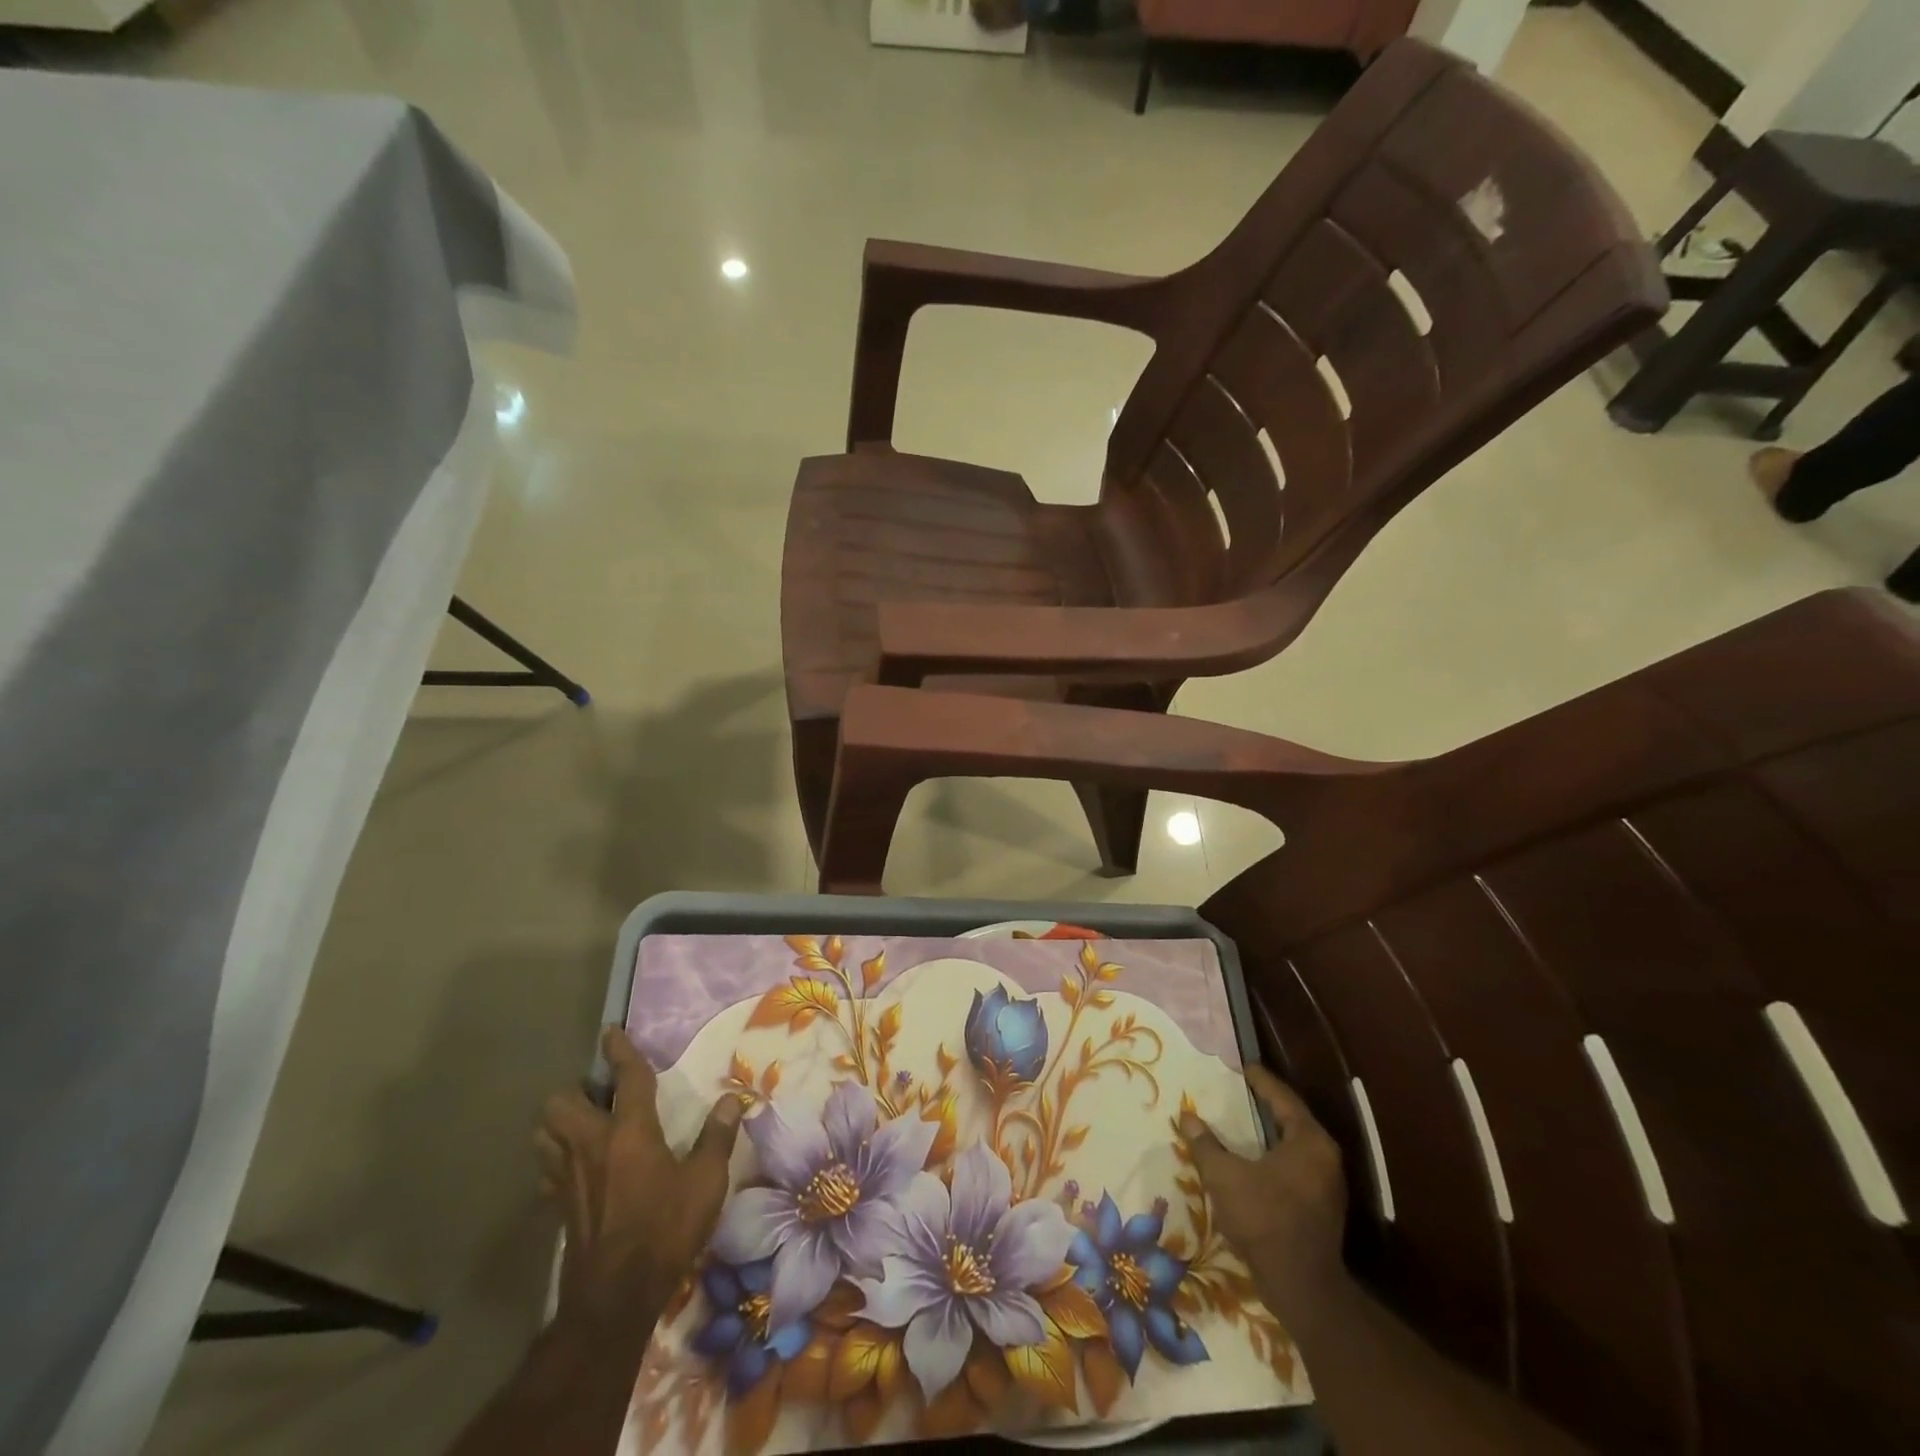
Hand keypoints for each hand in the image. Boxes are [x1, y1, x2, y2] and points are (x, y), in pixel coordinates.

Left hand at [536, 1027, 742, 1338]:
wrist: (615, 1298)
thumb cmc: (666, 1230)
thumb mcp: (706, 1182)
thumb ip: (717, 1137)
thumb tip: (731, 1100)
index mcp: (630, 1132)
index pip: (625, 1078)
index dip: (620, 1051)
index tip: (611, 1031)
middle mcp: (592, 1145)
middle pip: (561, 1103)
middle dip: (575, 1090)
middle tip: (600, 1094)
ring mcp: (569, 1177)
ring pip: (544, 1134)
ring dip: (558, 1122)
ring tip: (583, 1123)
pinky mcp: (559, 1206)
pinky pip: (547, 1169)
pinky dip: (556, 1159)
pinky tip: (577, 1168)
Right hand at [1179, 1064, 1348, 1323]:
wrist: (1301, 1288)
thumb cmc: (1264, 1220)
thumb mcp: (1224, 1177)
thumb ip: (1205, 1144)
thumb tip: (1187, 1117)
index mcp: (1309, 1141)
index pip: (1283, 1098)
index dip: (1260, 1080)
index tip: (1242, 1066)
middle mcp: (1325, 1157)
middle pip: (1291, 1119)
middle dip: (1264, 1105)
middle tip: (1238, 1091)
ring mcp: (1327, 1184)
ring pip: (1294, 1145)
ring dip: (1268, 1133)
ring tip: (1241, 1122)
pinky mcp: (1322, 1207)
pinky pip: (1295, 1166)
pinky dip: (1273, 1156)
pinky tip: (1252, 1159)